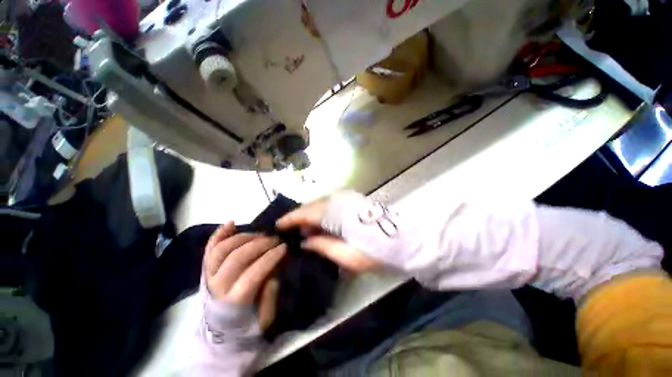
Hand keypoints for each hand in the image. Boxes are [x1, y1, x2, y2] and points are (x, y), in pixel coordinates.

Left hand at [204, 222, 286, 329]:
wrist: (222, 333)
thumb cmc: (247, 325)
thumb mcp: (265, 318)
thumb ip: (270, 295)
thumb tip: (273, 272)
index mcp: (234, 302)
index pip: (253, 273)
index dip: (270, 257)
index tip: (284, 247)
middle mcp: (217, 287)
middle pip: (237, 257)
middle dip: (260, 244)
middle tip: (275, 240)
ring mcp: (208, 277)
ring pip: (222, 249)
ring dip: (244, 237)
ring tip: (260, 235)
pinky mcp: (206, 271)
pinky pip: (209, 249)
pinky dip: (219, 234)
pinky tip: (231, 223)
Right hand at [276, 198, 378, 272]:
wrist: (402, 241)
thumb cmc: (375, 252)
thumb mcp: (347, 256)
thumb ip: (323, 246)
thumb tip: (304, 242)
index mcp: (337, 214)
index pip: (307, 213)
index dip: (291, 219)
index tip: (277, 225)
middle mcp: (340, 200)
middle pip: (313, 205)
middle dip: (300, 217)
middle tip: (292, 232)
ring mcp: (348, 198)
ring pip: (321, 204)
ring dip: (311, 215)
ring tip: (306, 231)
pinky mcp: (353, 200)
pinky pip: (331, 204)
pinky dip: (322, 213)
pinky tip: (322, 224)